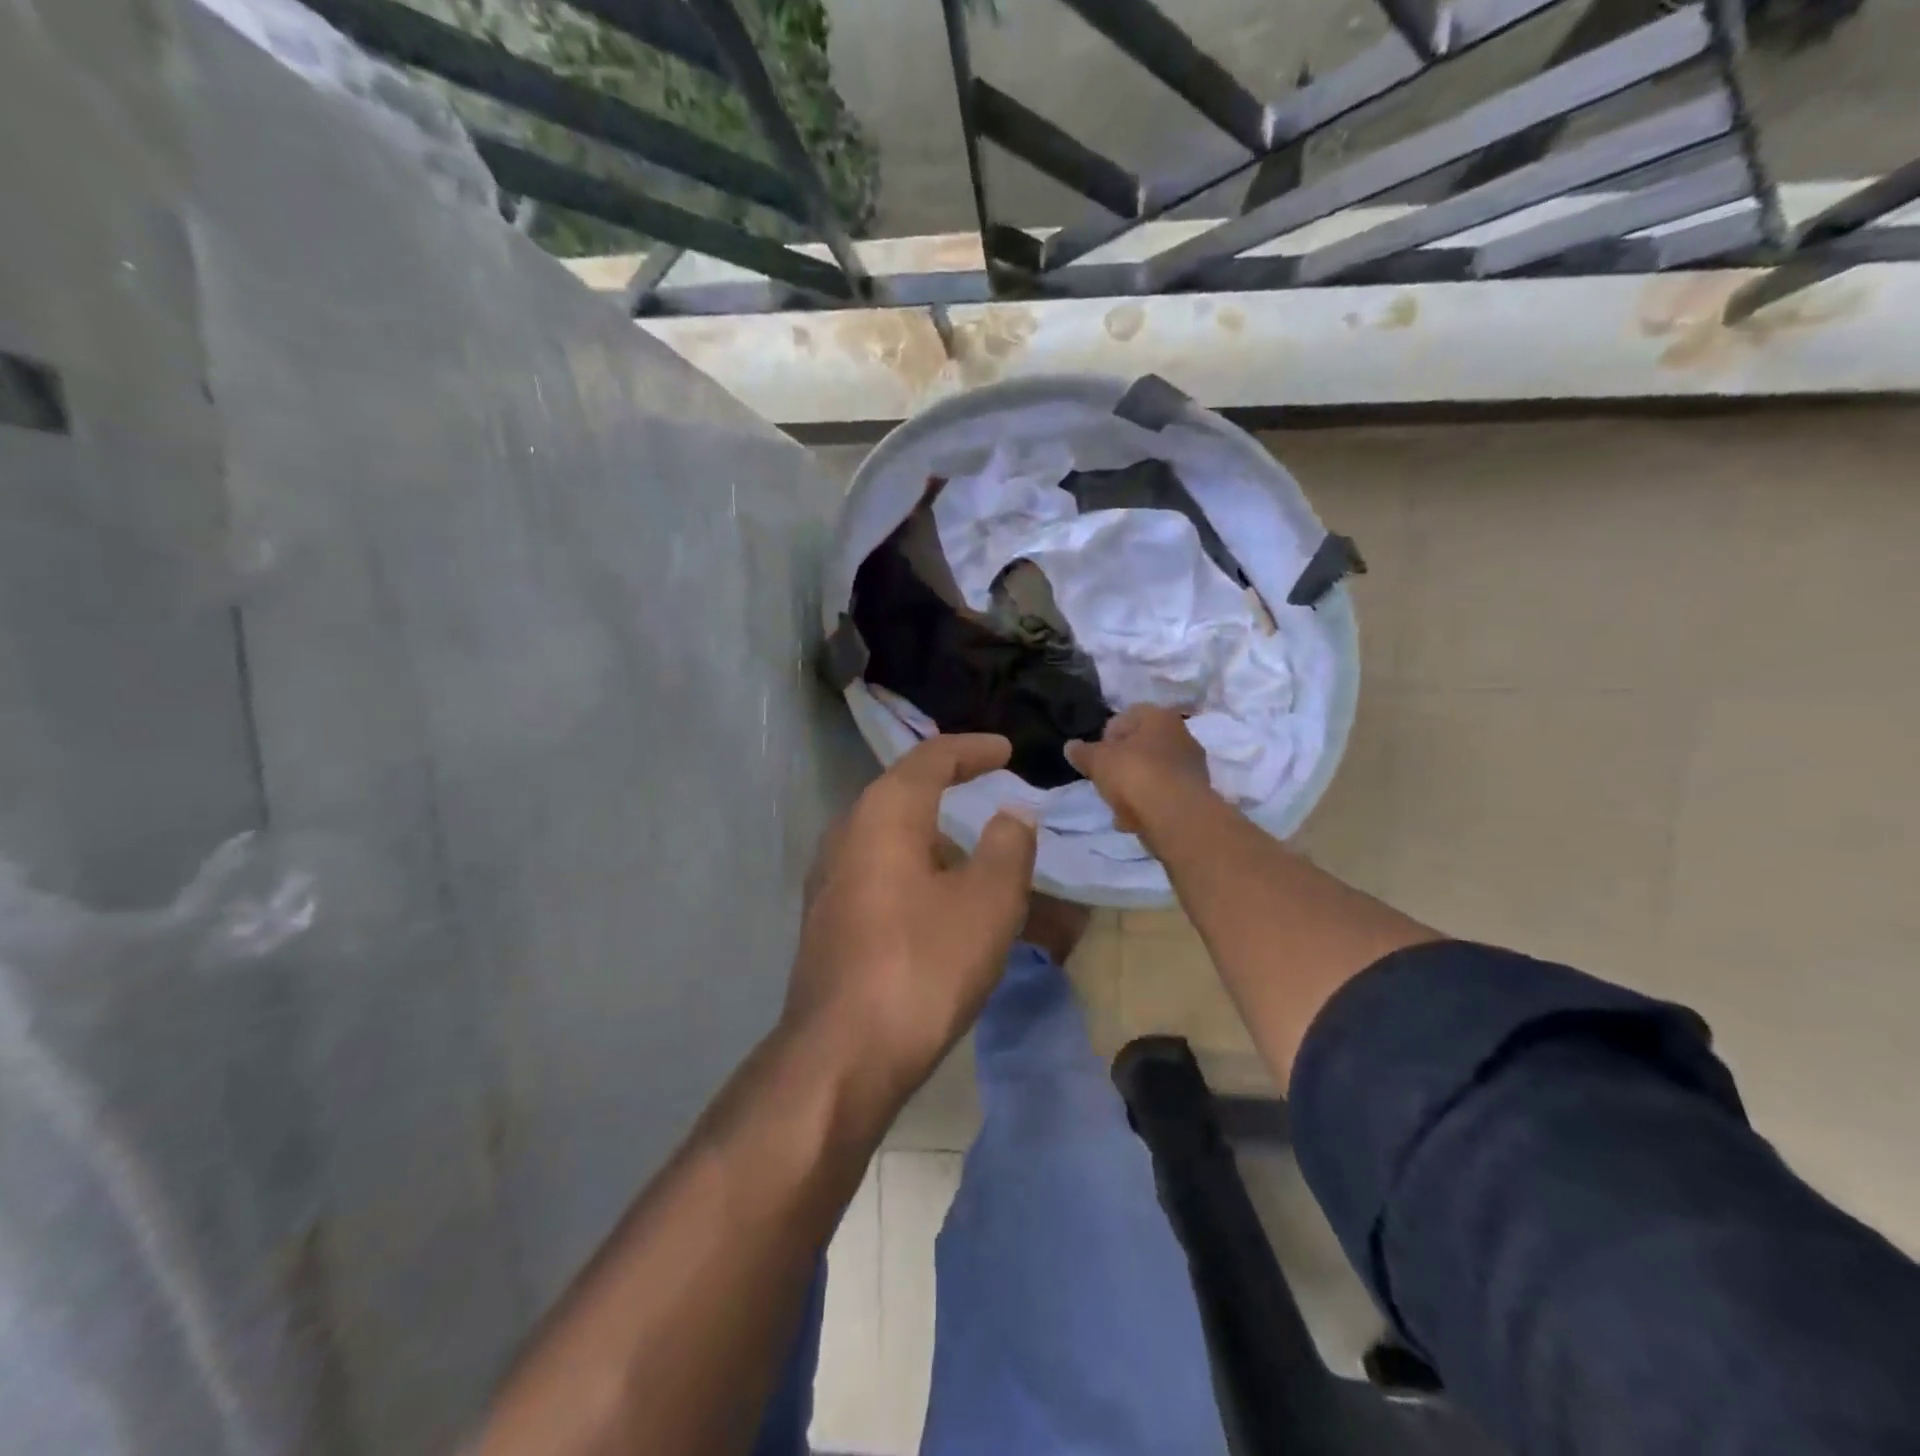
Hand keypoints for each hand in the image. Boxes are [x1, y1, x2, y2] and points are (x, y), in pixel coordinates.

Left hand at [786, 734, 1037, 1103]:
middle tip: (991, 791)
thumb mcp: (988, 903)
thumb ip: (1008, 847)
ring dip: (935, 835)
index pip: (931, 758)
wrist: (842, 1054)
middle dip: (951, 787)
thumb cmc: (923, 966)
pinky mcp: (827, 916)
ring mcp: (829, 876)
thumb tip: (1012, 815)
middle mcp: (847, 832)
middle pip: (904, 791)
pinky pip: (879, 869)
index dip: (972, 749)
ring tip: (976, 853)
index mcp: (884, 814)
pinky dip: (916, 867)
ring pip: (891, 835)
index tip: (1006, 750)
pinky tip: (940, 899)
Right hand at [1066, 705, 1213, 834]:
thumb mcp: (1097, 761)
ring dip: (1134, 786)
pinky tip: (1132, 820)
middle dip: (1122, 763)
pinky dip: (1148, 805)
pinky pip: (1163, 795)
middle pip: (1142, 746)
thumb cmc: (1135, 775)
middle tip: (1105, 779)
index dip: (1107, 735)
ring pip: (1153, 772)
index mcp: (1160, 717)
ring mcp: (1192, 766)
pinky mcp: (1195, 795)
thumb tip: (1070, 747)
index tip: (1096, 755)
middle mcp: (1182, 736)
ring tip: (1117, 805)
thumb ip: (1082, 752)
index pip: (1128, 716)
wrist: (1176, 817)